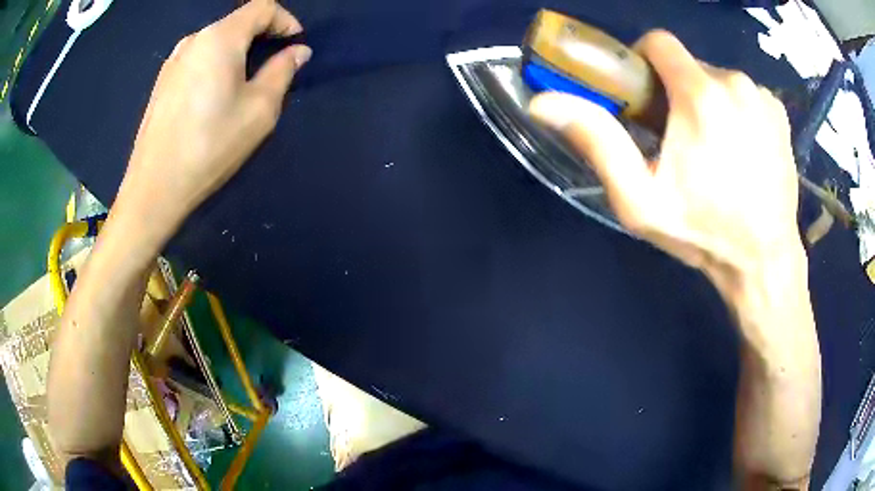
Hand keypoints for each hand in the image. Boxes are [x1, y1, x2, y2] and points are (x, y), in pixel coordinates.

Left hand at [118, 0, 310, 239]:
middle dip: (262, 35)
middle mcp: (194, 40)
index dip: (285, 19)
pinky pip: (198, 59)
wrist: (154, 188)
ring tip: (246, 81)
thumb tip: (297, 51)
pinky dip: (216, 64)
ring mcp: (173, 61)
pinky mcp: (162, 82)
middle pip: (237, 22)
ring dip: (238, 51)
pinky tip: (216, 94)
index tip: (296, 42)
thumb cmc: (210, 146)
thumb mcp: (259, 110)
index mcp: (220, 38)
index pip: (261, 7)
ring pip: (216, 41)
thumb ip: (282, 71)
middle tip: (275, 64)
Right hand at [529, 30, 802, 300]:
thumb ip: (597, 142)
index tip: (645, 97)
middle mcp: (734, 82)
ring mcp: (761, 96)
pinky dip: (736, 112)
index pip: (658, 42)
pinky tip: (741, 151)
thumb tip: (542, 102)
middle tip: (679, 139)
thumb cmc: (703, 232)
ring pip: (718, 80)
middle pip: (689, 65)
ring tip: (713, 150)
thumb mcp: (640, 200)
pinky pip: (745, 95)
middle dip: (676, 91)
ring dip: (708, 103)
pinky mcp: (779, 112)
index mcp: (700, 95)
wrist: (764, 261)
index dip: (643, 62)